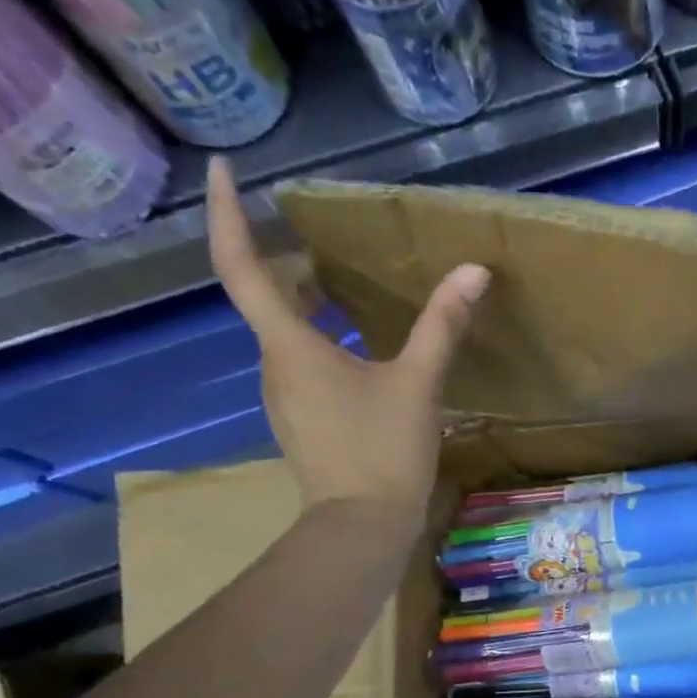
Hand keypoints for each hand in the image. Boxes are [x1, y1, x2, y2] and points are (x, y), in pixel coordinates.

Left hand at [207, 157, 488, 521]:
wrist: (363, 527)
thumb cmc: (383, 452)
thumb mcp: (419, 384)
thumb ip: (442, 325)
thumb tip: (474, 271)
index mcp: (290, 345)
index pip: (241, 266)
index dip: (225, 214)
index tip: (223, 170)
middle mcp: (274, 365)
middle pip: (265, 297)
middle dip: (289, 263)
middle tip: (330, 245)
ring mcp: (285, 396)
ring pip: (284, 332)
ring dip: (308, 303)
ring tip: (351, 290)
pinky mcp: (302, 419)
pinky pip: (300, 362)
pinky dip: (320, 338)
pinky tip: (362, 350)